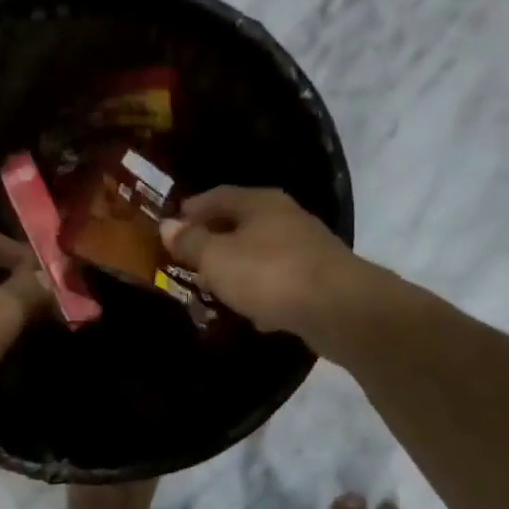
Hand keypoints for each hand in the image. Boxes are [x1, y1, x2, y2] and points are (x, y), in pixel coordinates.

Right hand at [161, 187, 382, 348]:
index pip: (216, 196)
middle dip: (213, 240)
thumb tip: (167, 225)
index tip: (169, 227)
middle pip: (240, 223)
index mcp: (259, 202)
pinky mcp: (319, 280)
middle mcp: (285, 217)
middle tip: (187, 259)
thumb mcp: (216, 258)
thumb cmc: (269, 274)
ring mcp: (306, 248)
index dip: (190, 210)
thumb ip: (190, 242)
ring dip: (237, 268)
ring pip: (260, 253)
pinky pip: (279, 281)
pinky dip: (262, 292)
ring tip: (213, 287)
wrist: (340, 308)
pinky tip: (251, 312)